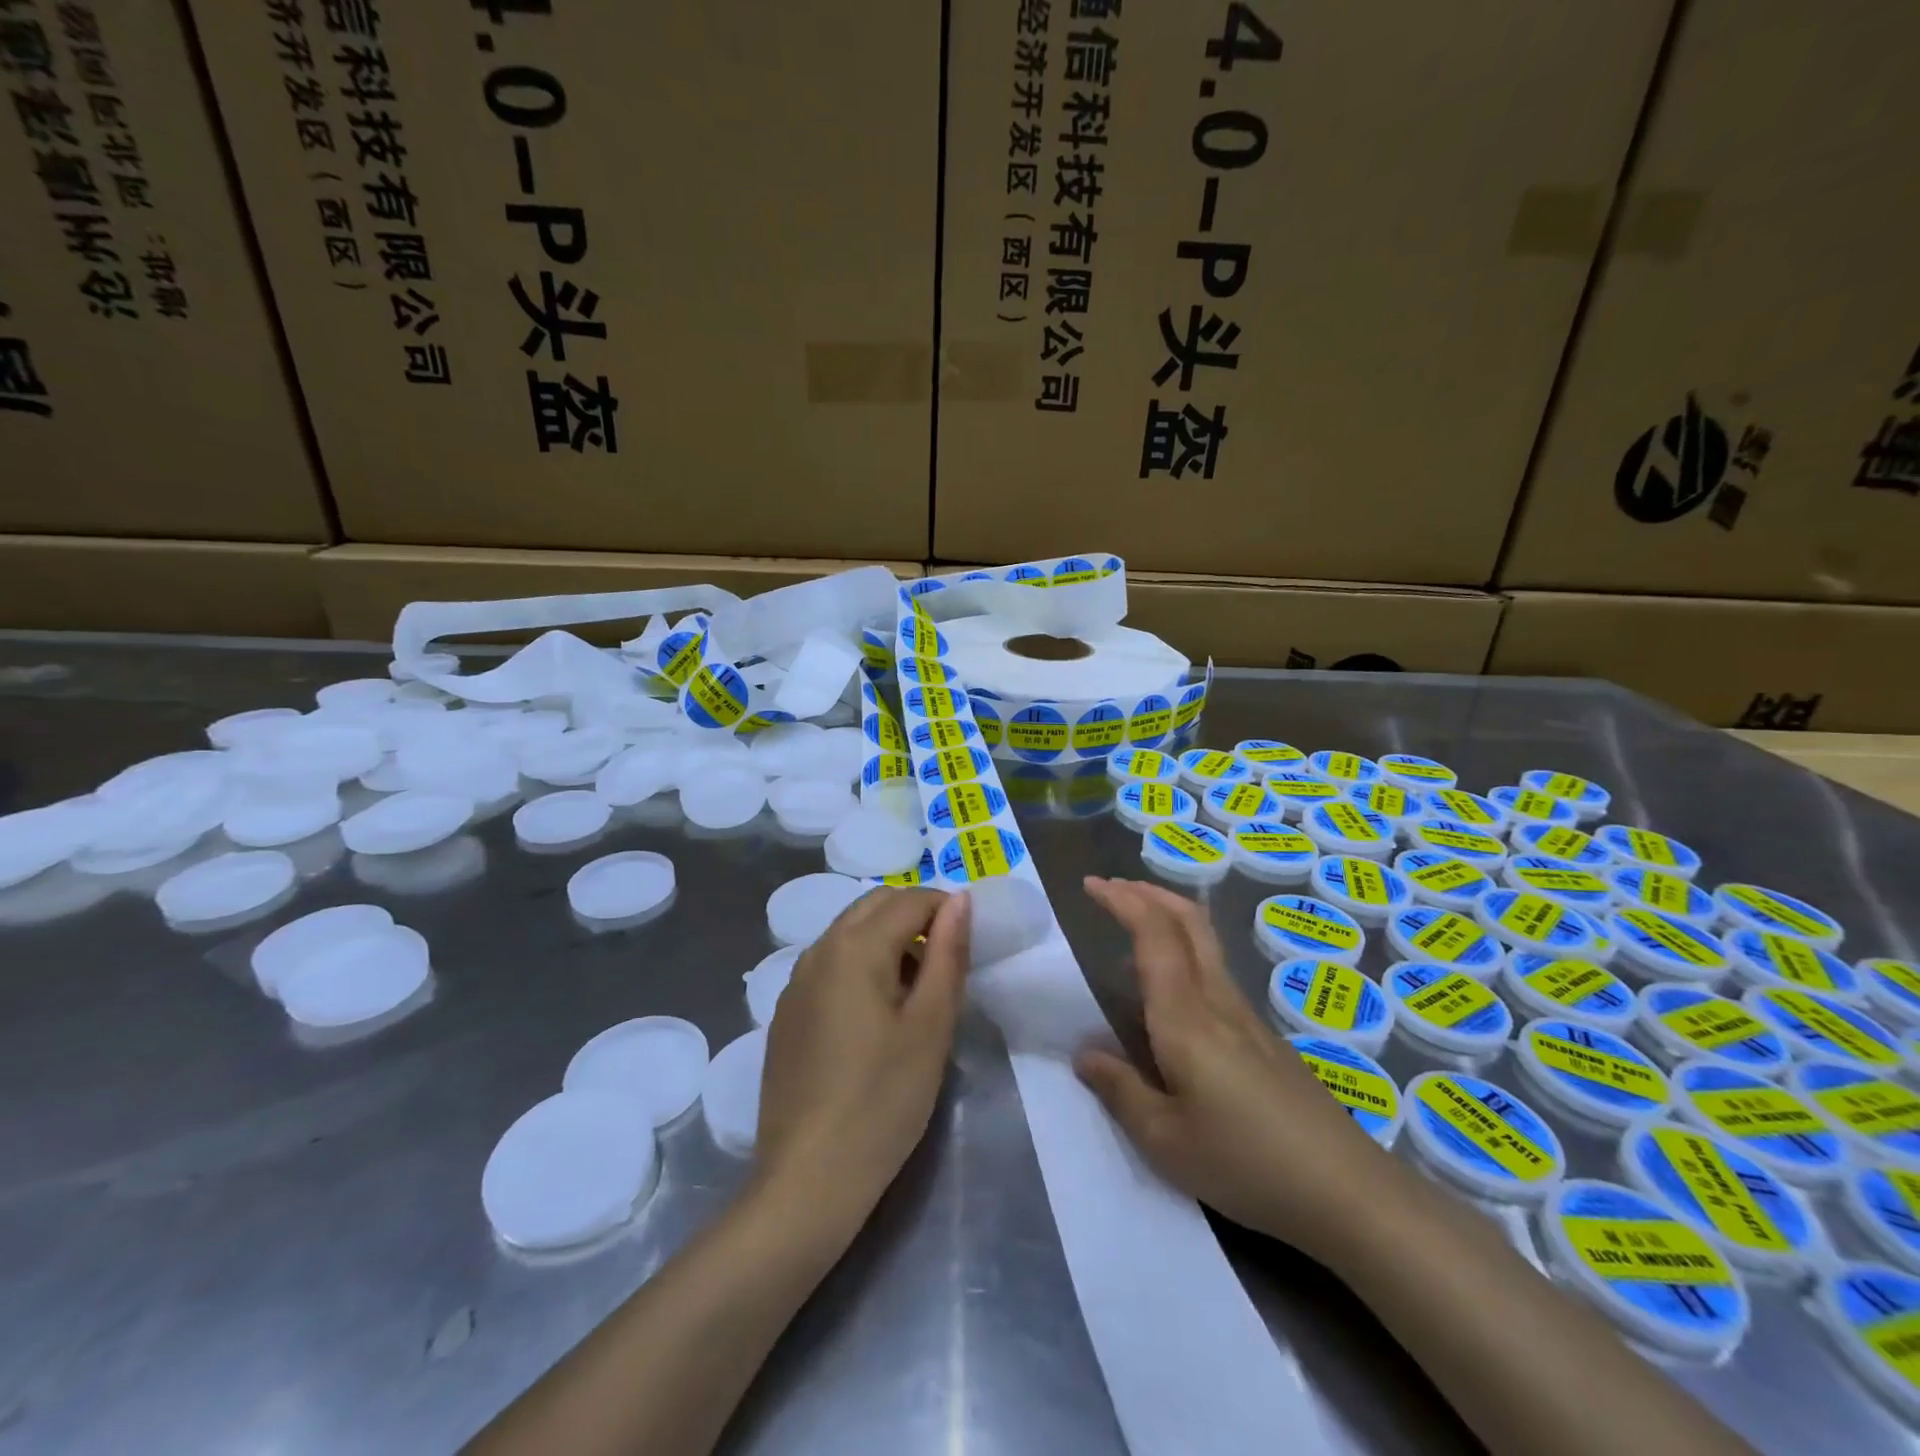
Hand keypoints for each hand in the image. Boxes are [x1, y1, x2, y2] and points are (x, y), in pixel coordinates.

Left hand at [755, 888, 970, 1231]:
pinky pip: (829, 965)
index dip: (946, 910)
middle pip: (874, 905)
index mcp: (855, 946)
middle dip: (915, 916)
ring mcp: (795, 982)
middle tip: (946, 963)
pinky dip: (859, 965)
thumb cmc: (884, 1100)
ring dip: (887, 940)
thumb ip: (948, 953)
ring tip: (915, 992)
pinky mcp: (785, 1013)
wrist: (808, 1179)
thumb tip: (959, 899)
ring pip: (849, 932)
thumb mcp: (931, 1025)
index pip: (910, 899)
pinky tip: (874, 1017)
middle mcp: (818, 950)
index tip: (970, 943)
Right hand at [1074, 877, 1393, 1255]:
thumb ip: (1120, 1091)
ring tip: (1133, 930)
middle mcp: (1217, 1001)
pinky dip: (1184, 953)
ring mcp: (1247, 1018)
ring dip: (1168, 918)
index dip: (1122, 900)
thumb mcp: (1166, 1141)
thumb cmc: (1247, 1163)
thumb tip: (1084, 1055)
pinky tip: (1171, 994)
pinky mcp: (1265, 1039)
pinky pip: (1215, 973)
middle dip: (1149, 893)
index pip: (1153, 934)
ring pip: (1206, 943)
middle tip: (1113, 888)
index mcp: (1185, 1017)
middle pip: (1188, 921)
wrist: (1349, 1192)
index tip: (1091, 885)